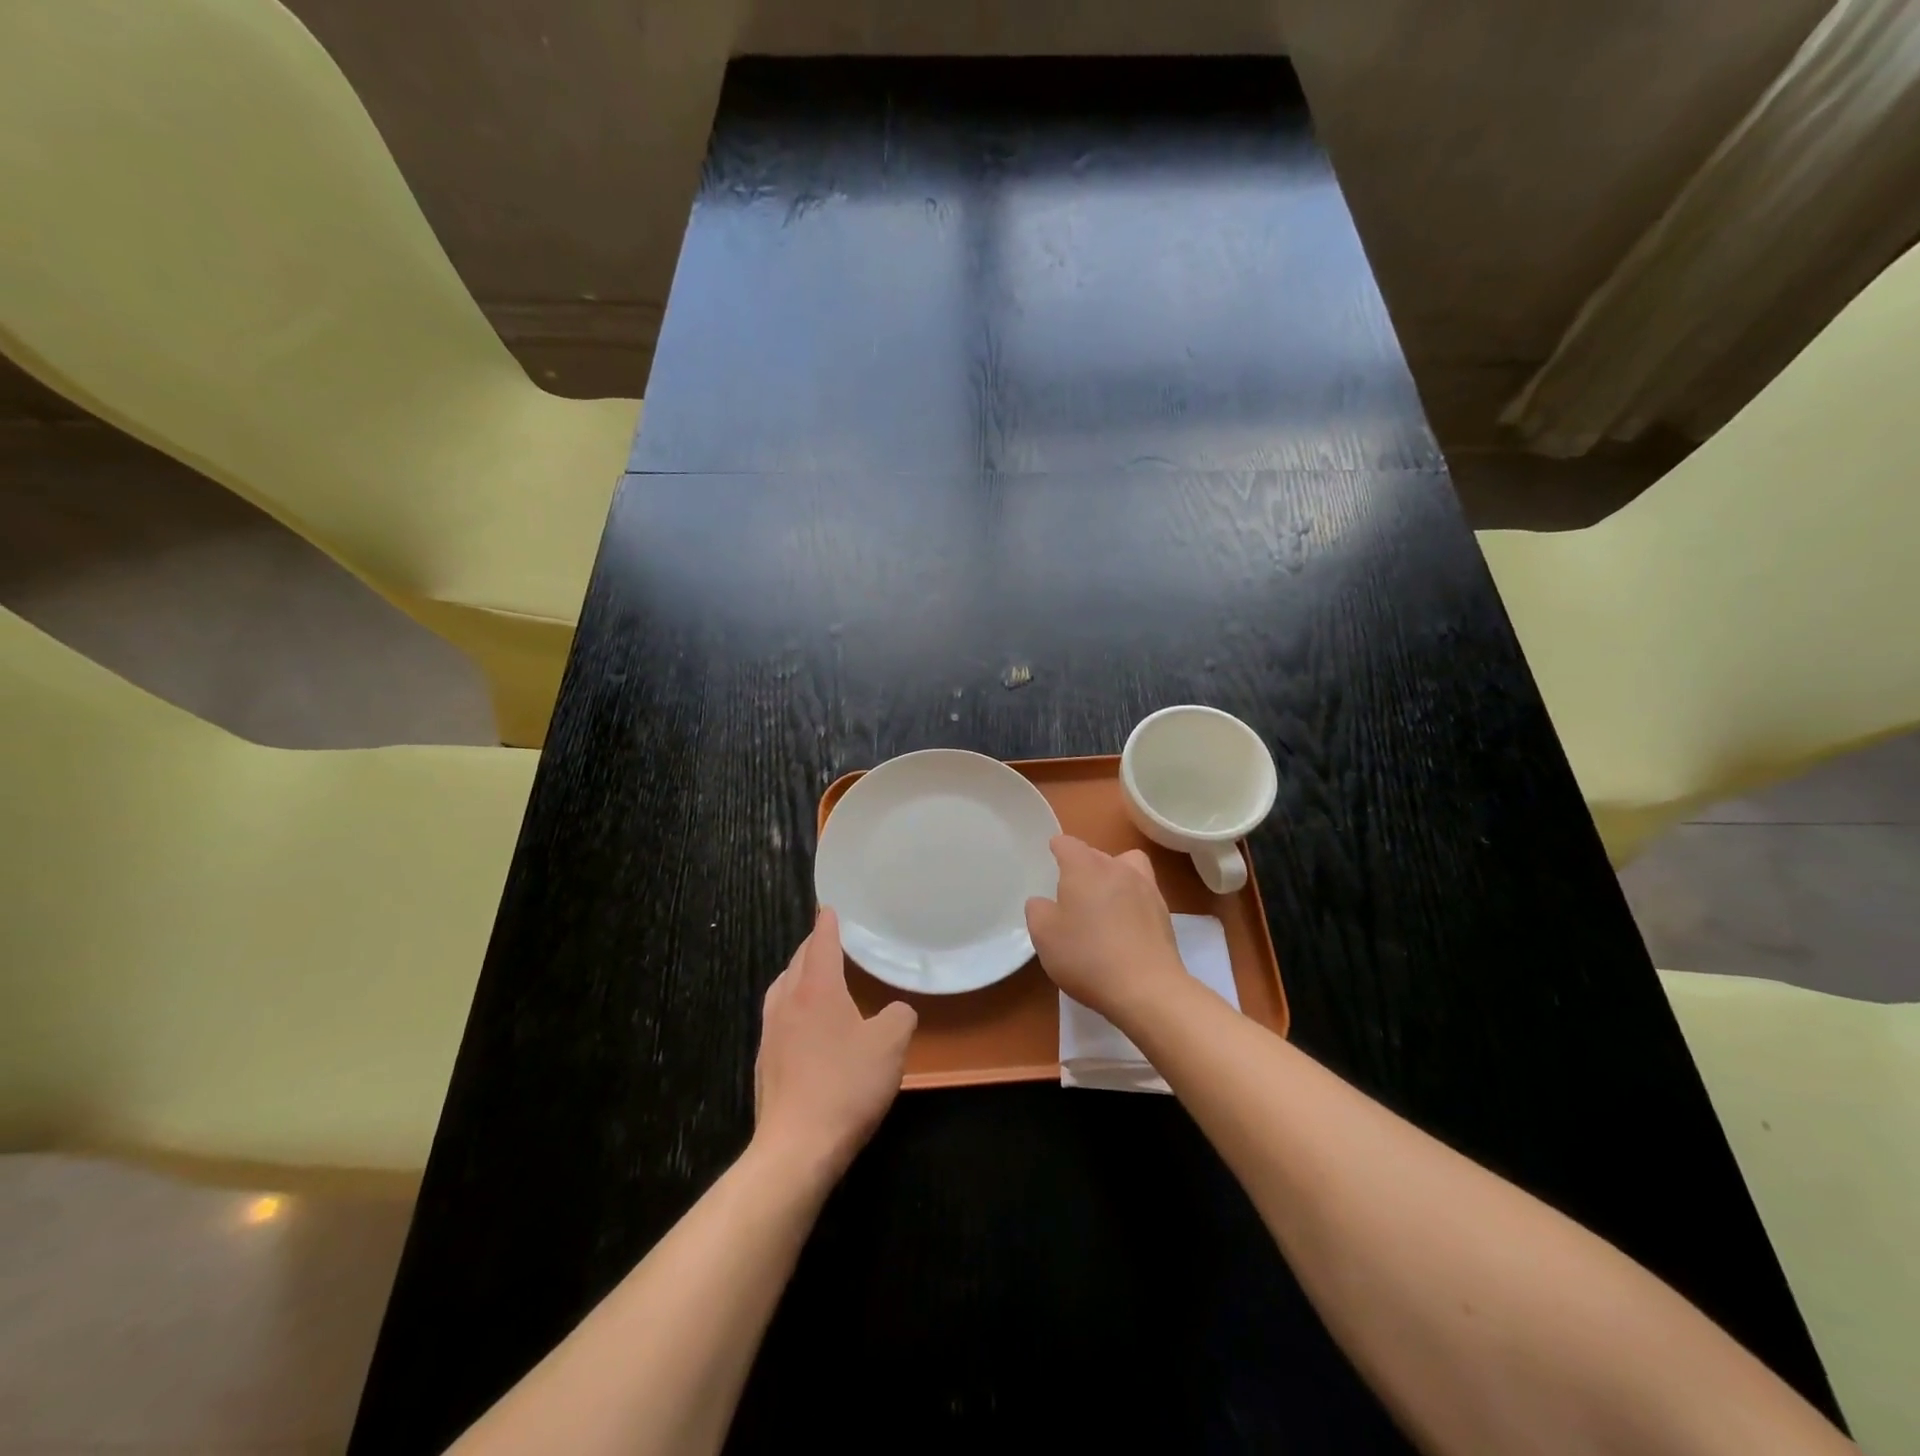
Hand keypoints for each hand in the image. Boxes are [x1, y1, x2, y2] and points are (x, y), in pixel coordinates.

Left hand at [753, 909, 916, 1185]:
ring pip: (782, 988)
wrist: (796, 1148)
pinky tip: (805, 1024)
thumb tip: (897, 1010)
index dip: (828, 923)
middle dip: (813, 946)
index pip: (821, 943)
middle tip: (829, 939)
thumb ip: (899, 1016)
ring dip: (798, 974)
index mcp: (817, 989)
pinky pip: (779, 1017)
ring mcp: (771, 1034)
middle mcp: (788, 1002)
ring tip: (814, 976)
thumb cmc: (846, 1085)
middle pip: (797, 962)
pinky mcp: (765, 1063)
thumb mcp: (890, 1045)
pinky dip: (792, 1005)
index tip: (829, 907)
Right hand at [1025, 835, 1187, 1022]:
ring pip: (1126, 867)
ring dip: (1113, 877)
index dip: (1057, 849)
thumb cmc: (1087, 956)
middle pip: (1097, 854)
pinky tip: (1124, 926)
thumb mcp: (1044, 935)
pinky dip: (1132, 900)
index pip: (1068, 844)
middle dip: (1083, 865)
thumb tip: (1043, 902)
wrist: (1147, 988)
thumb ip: (1037, 911)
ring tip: (1103, 903)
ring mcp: (1146, 888)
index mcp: (1085, 867)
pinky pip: (1143, 893)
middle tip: (1071, 891)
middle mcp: (1117, 868)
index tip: (1052, 858)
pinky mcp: (1164, 912)